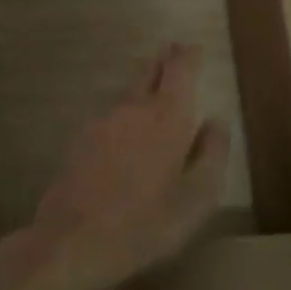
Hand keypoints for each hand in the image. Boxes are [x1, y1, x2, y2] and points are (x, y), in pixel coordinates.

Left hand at [9, 42, 227, 289]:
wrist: (73, 241)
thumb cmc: (147, 222)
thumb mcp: (198, 197)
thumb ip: (212, 154)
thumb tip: (216, 122)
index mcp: (167, 116)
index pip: (179, 69)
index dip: (187, 55)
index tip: (193, 48)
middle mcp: (133, 108)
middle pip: (148, 71)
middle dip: (163, 60)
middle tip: (173, 53)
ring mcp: (102, 122)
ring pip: (127, 91)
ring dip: (142, 83)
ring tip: (153, 85)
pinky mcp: (81, 140)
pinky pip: (110, 114)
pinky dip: (124, 110)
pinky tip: (126, 128)